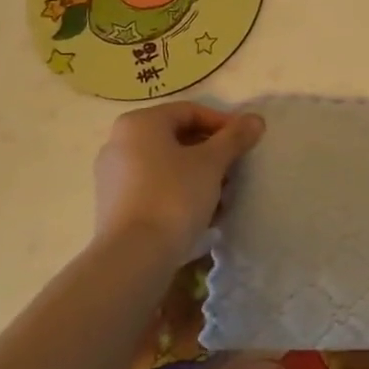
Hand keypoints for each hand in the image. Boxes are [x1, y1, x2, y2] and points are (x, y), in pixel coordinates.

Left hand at [92, 102, 264, 254]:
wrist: (134, 256)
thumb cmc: (174, 195)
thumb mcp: (212, 162)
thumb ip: (234, 137)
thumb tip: (255, 120)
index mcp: (140, 123)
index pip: (190, 112)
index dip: (223, 124)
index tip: (245, 142)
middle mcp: (119, 142)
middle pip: (178, 138)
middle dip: (211, 153)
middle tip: (235, 171)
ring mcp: (113, 176)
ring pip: (167, 165)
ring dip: (199, 175)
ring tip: (222, 197)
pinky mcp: (113, 205)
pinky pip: (154, 187)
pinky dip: (179, 192)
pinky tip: (201, 213)